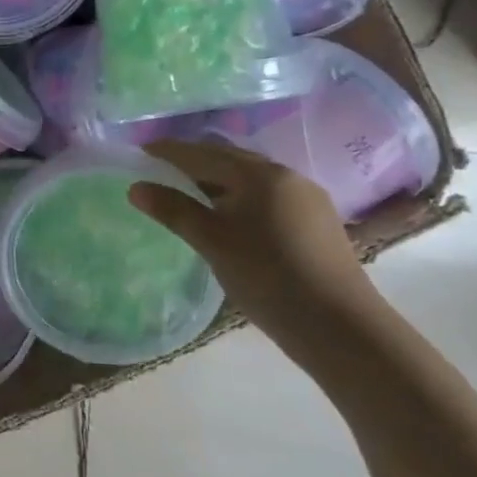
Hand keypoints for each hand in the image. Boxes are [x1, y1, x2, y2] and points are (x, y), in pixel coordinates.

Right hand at [128, 139, 382, 340]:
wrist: (340, 326)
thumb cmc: (267, 276)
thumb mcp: (211, 241)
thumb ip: (173, 210)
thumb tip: (136, 187)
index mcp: (259, 174)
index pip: (203, 154)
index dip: (169, 151)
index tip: (141, 150)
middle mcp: (286, 175)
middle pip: (229, 158)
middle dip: (194, 159)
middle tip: (161, 166)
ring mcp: (306, 198)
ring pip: (250, 176)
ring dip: (218, 177)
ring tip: (190, 188)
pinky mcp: (317, 221)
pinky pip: (267, 194)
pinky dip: (240, 194)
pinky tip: (230, 212)